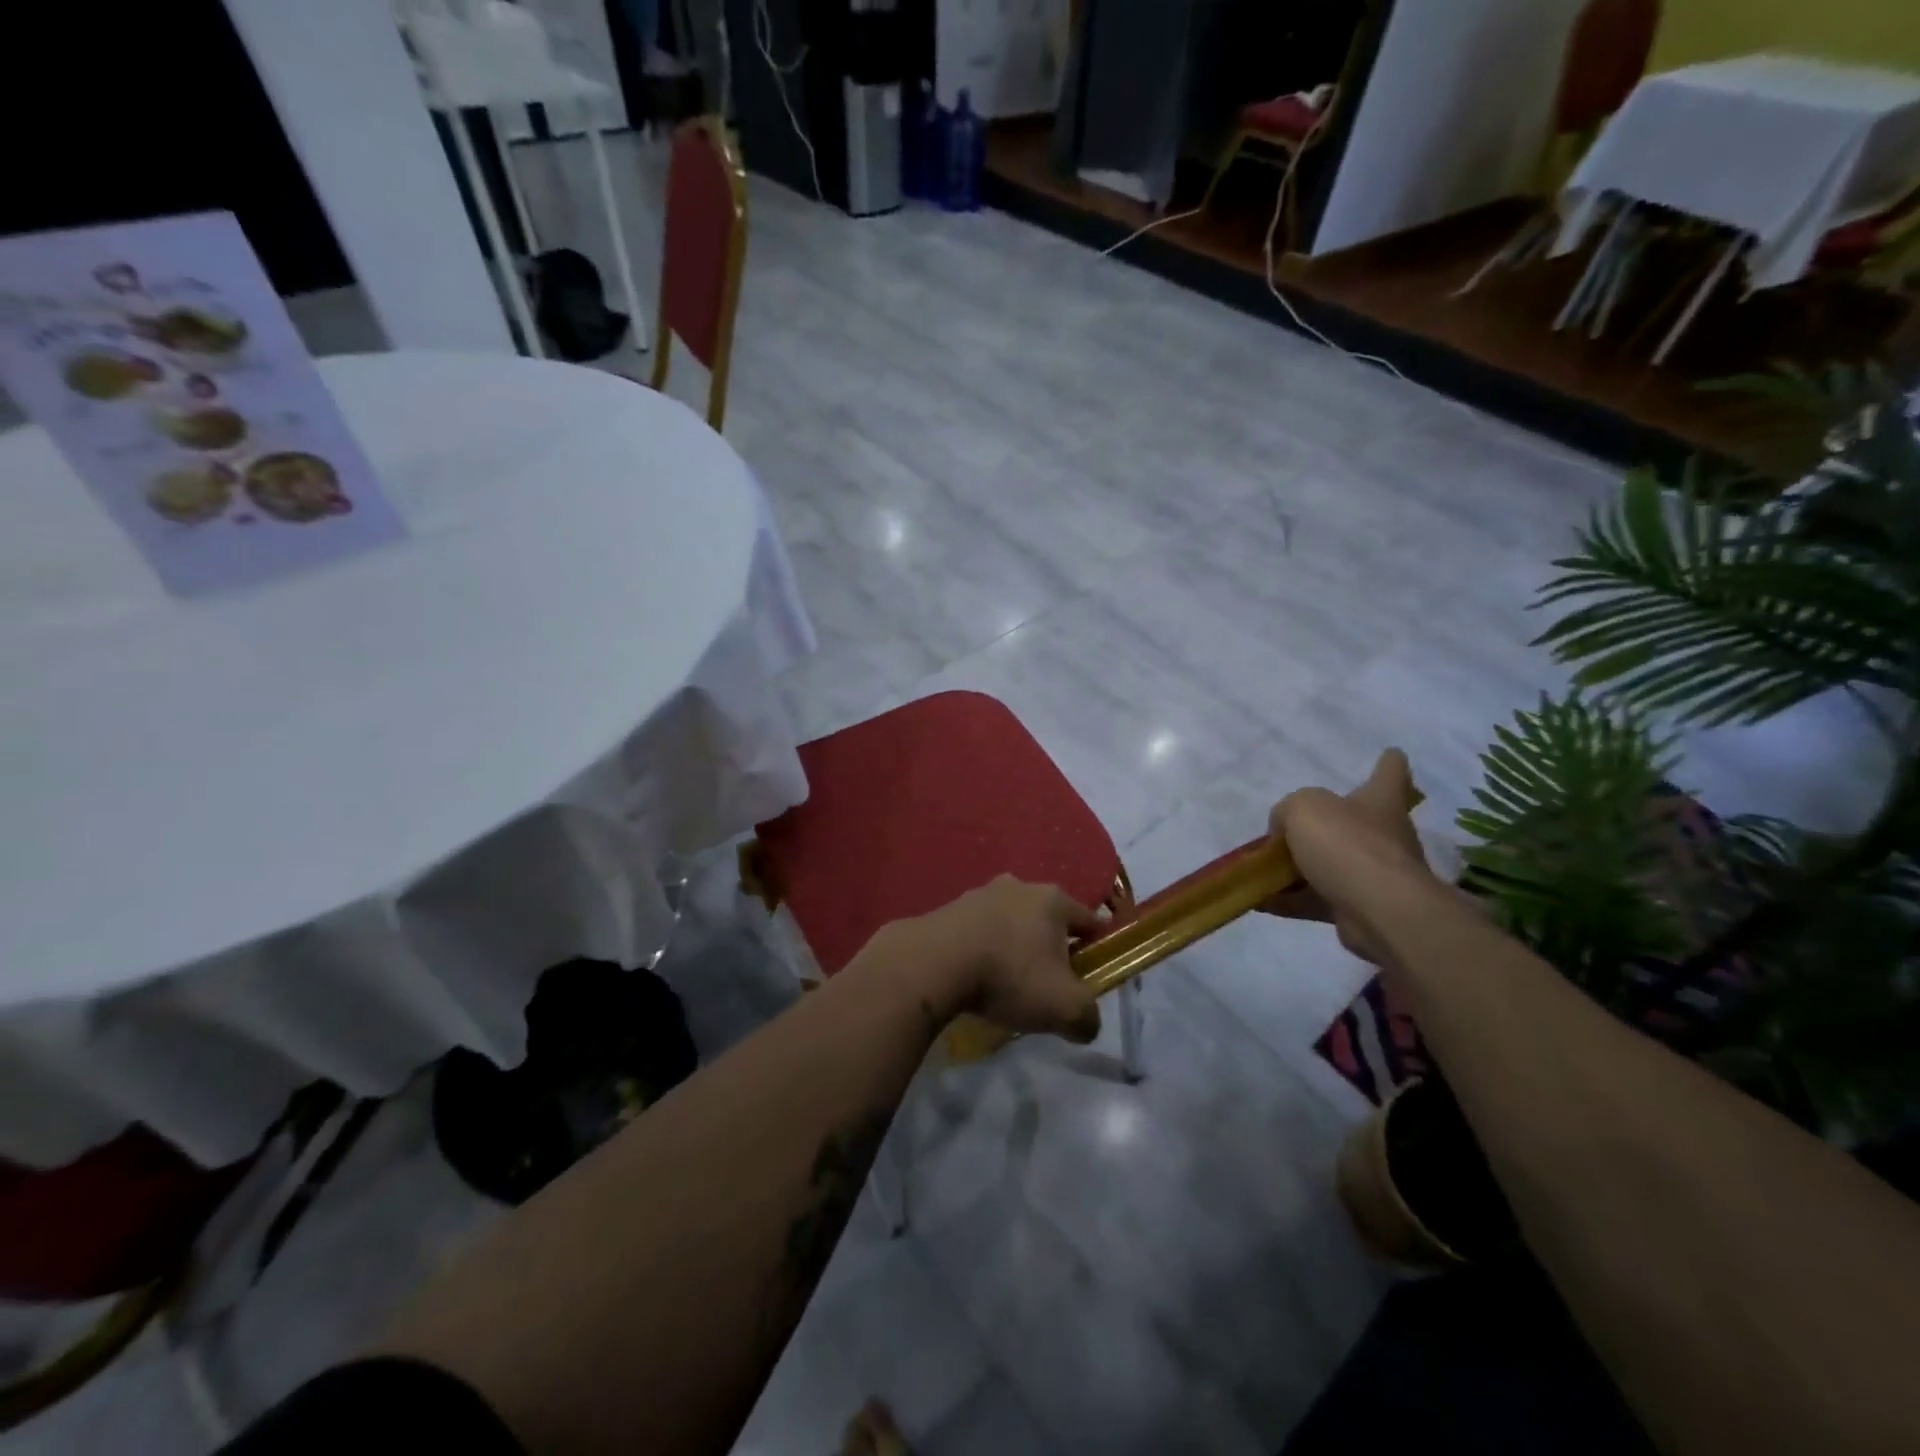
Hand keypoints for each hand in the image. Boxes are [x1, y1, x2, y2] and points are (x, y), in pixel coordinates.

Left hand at [899, 876, 1103, 1042]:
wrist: (935, 962)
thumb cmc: (1010, 976)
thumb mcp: (1064, 1008)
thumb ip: (1087, 1018)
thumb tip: (1086, 1024)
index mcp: (1053, 899)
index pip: (1088, 919)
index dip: (1096, 946)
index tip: (1094, 971)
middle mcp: (1019, 886)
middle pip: (1047, 919)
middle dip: (1051, 947)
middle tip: (1049, 982)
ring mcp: (980, 894)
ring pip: (1010, 922)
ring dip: (1013, 947)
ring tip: (1008, 983)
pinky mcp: (949, 909)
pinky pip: (978, 931)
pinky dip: (983, 950)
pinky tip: (976, 977)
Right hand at [1262, 749, 1438, 964]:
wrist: (1379, 910)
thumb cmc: (1346, 844)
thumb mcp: (1302, 809)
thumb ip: (1287, 811)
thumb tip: (1284, 829)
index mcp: (1378, 801)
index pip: (1390, 773)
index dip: (1388, 763)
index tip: (1391, 753)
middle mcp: (1383, 835)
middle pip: (1353, 824)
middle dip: (1325, 826)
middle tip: (1288, 829)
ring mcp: (1374, 875)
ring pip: (1329, 865)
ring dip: (1297, 869)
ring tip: (1259, 871)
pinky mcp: (1359, 908)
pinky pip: (1317, 900)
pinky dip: (1289, 900)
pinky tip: (1259, 900)